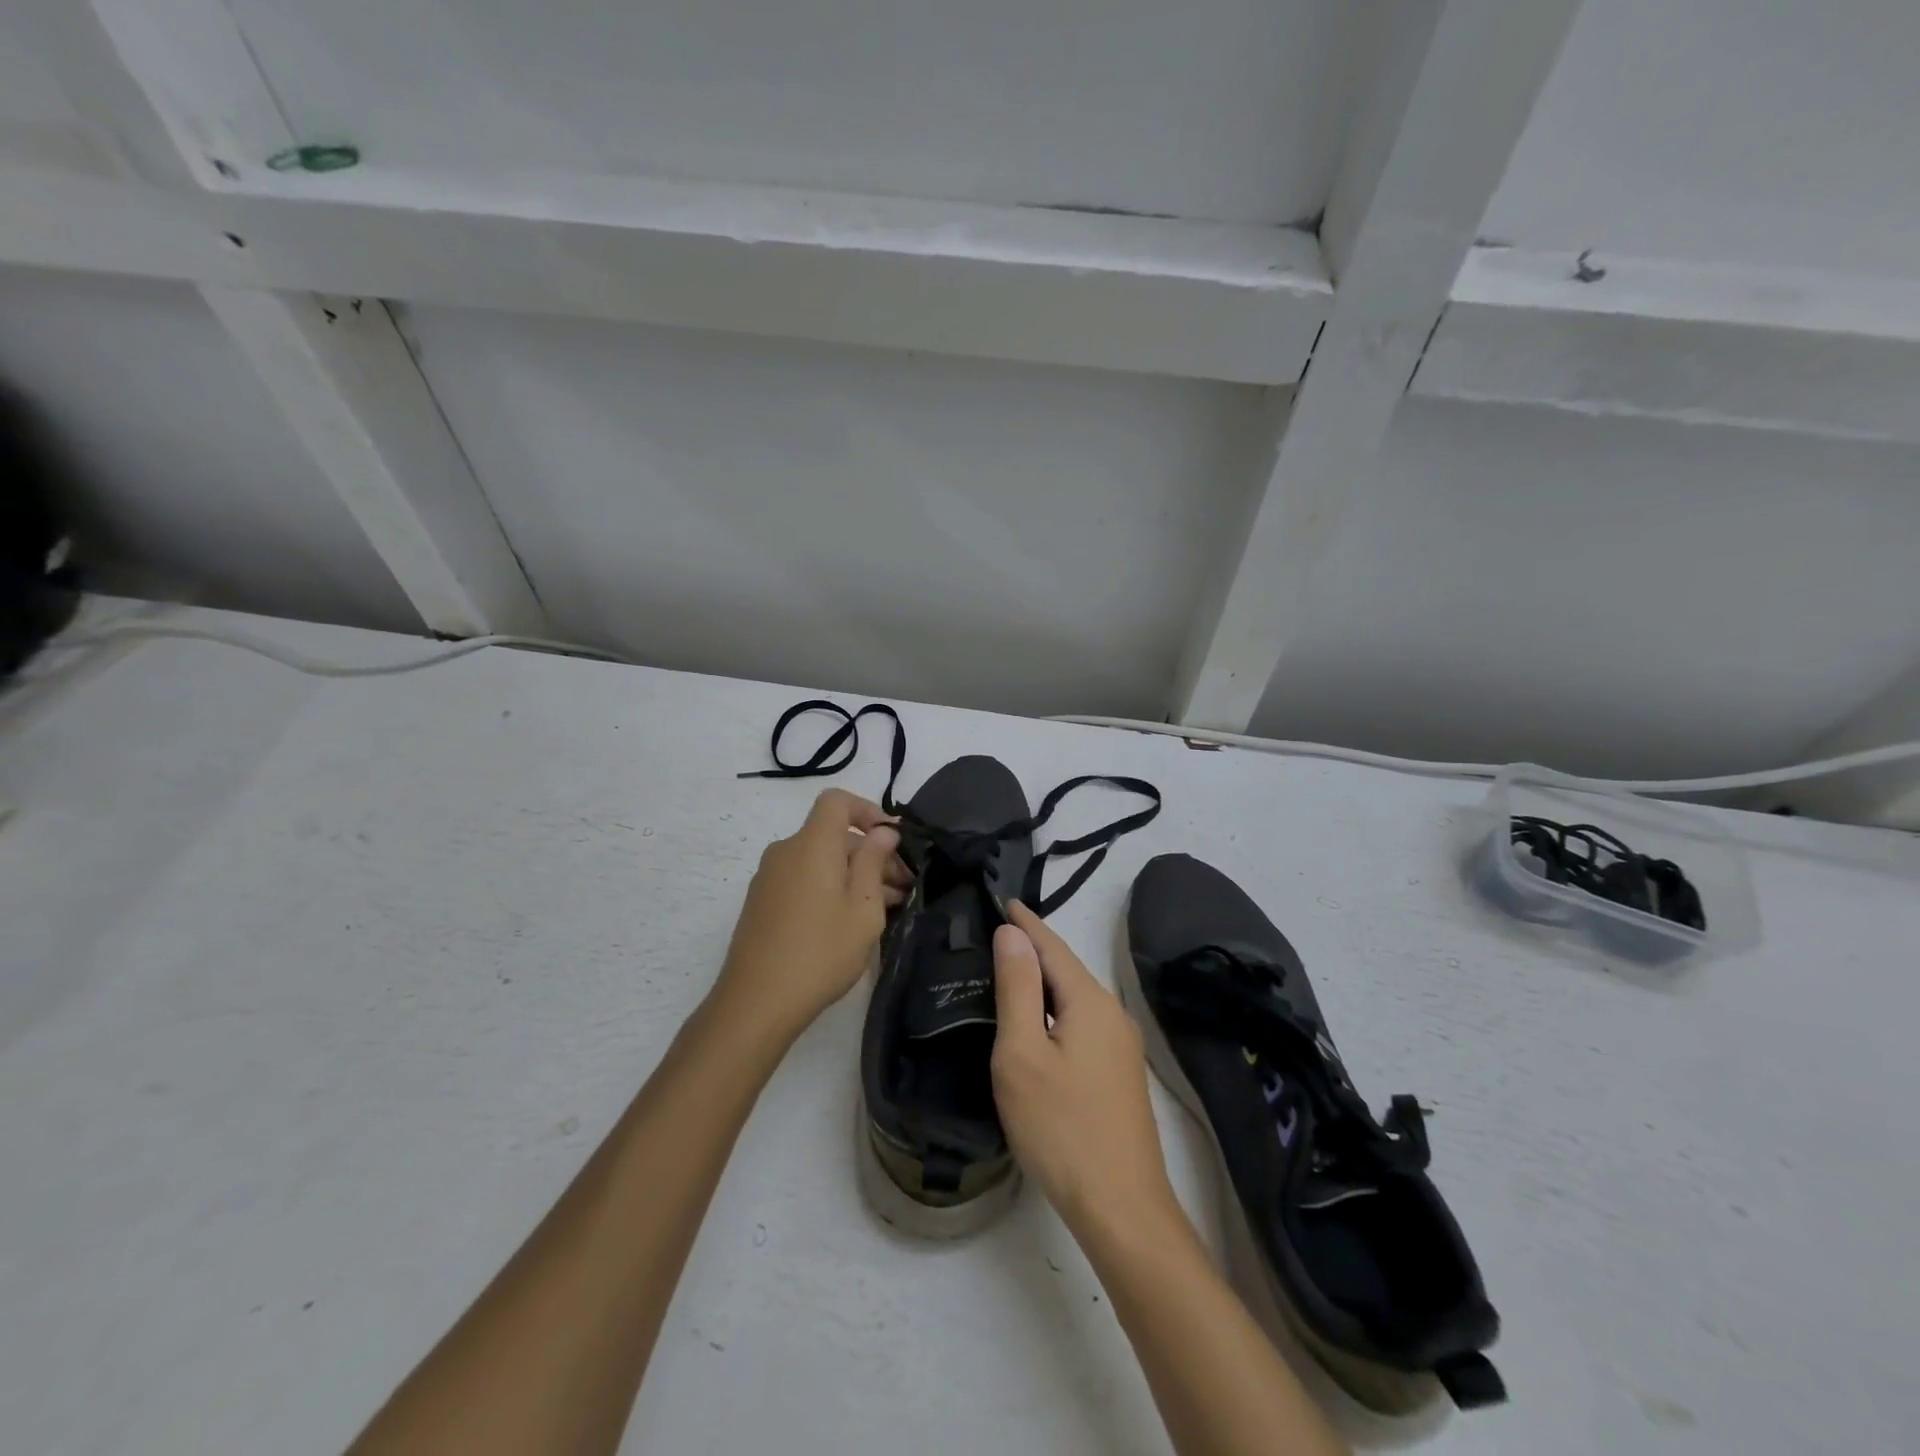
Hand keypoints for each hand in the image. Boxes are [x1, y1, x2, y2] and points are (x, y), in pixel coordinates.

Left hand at [715, 789, 907, 1040]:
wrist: (755, 1003)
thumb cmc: (820, 952)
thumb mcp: (863, 908)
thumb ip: (874, 862)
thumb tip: (883, 831)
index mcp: (812, 844)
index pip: (837, 801)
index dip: (868, 810)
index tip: (893, 840)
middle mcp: (786, 851)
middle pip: (833, 835)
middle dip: (871, 853)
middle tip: (904, 887)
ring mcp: (769, 877)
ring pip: (820, 860)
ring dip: (854, 874)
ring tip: (885, 908)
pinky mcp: (762, 902)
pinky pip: (803, 878)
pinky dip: (830, 887)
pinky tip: (851, 921)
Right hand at [990, 902, 1180, 1241]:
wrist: (1122, 1208)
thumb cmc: (1061, 1127)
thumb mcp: (1023, 1053)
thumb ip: (1018, 988)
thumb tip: (1012, 934)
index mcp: (1090, 1002)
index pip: (1052, 946)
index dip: (1026, 923)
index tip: (1004, 900)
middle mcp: (1112, 1015)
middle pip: (1067, 969)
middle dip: (1034, 947)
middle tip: (997, 932)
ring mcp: (1121, 1047)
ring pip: (1075, 998)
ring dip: (1044, 980)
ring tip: (1011, 970)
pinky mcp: (1119, 1075)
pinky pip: (1082, 1023)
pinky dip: (1055, 1009)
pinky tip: (1039, 1022)